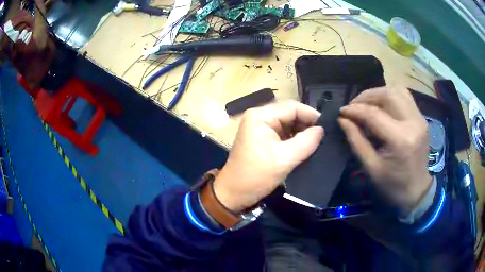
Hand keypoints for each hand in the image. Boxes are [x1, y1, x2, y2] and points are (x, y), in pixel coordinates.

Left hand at [214, 101, 323, 212]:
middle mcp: (259, 116)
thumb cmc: (256, 176)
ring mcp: (259, 126)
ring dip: (301, 131)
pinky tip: (304, 145)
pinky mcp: (261, 137)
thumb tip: (321, 130)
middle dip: (306, 124)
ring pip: (287, 123)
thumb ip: (306, 142)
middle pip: (289, 113)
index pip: (292, 107)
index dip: (311, 115)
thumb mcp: (284, 159)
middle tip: (323, 136)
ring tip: (317, 141)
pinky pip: (282, 132)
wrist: (234, 193)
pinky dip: (293, 138)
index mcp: (260, 116)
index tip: (327, 127)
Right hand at [339, 86, 431, 211]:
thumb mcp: (371, 168)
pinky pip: (405, 97)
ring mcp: (420, 119)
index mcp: (400, 139)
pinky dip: (390, 96)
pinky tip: (382, 105)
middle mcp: (413, 123)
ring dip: (379, 93)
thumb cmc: (392, 186)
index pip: (374, 114)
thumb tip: (343, 119)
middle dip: (367, 96)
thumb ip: (356, 140)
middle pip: (388, 95)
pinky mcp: (421, 119)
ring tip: (367, 104)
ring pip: (397, 91)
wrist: (416, 192)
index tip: (341, 111)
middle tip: (354, 106)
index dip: (355, 110)